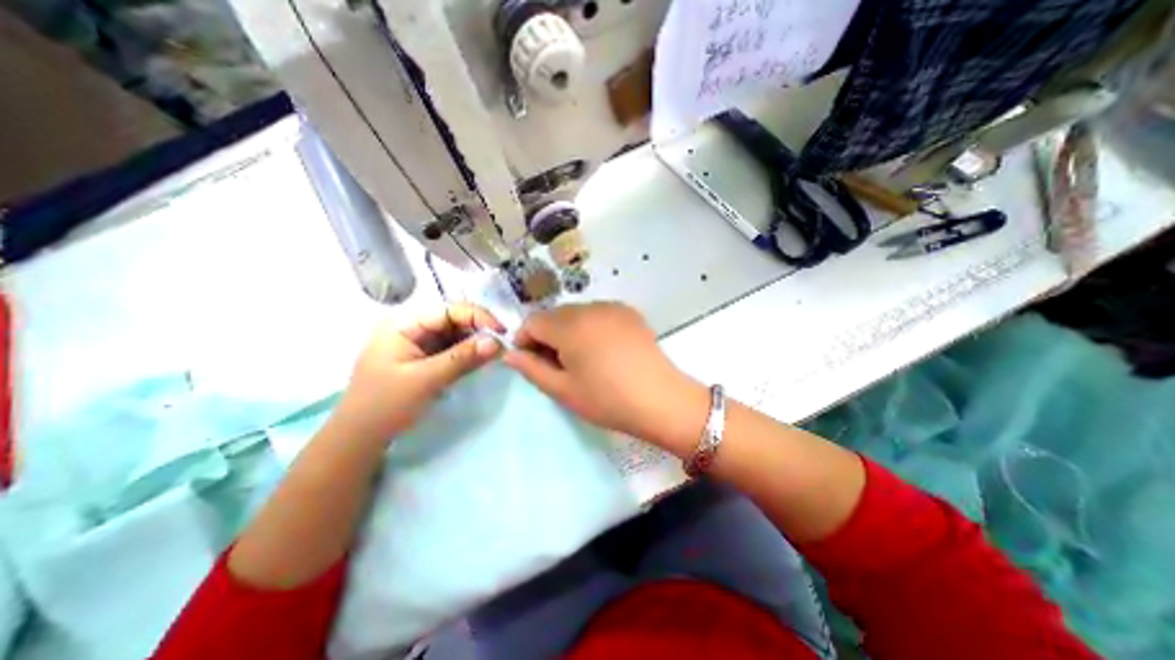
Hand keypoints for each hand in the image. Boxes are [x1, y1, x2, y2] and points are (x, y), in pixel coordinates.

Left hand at [337, 304, 507, 444]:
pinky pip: (452, 349)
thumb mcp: (426, 380)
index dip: (477, 316)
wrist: (359, 440)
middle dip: (479, 329)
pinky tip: (481, 360)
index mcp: (403, 324)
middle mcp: (411, 328)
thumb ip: (463, 358)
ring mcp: (418, 344)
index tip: (502, 331)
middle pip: (453, 320)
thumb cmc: (385, 405)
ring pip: (455, 335)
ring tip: (496, 353)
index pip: (447, 309)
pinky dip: (468, 354)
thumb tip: (498, 343)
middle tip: (502, 345)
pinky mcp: (425, 359)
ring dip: (476, 342)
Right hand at [503, 301, 705, 452]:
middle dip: (547, 335)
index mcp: (570, 325)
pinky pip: (598, 313)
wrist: (661, 400)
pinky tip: (602, 349)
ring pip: (576, 312)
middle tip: (556, 364)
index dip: (524, 340)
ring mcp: (612, 307)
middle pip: (554, 315)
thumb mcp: (563, 390)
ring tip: (581, 358)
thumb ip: (531, 368)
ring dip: (568, 330)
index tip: (530, 361)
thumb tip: (509, 354)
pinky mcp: (629, 312)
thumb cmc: (607, 400)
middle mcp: (590, 307)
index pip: (532, 321)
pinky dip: (590, 326)